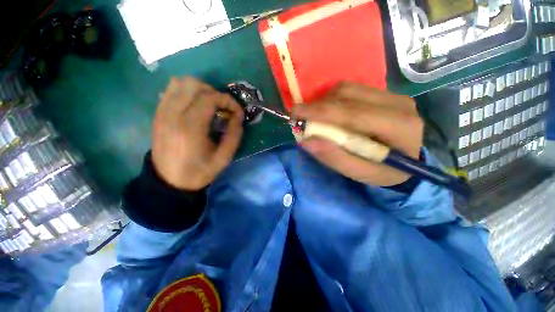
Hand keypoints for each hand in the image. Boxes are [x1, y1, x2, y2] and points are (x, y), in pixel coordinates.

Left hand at [152, 77, 243, 190]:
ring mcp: (162, 112)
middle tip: (222, 108)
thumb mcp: (223, 158)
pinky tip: (194, 105)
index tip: (236, 111)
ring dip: (199, 90)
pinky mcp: (158, 114)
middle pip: (194, 84)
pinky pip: (170, 90)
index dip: (228, 101)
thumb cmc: (199, 171)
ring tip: (208, 104)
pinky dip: (186, 92)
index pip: (210, 98)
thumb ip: (234, 135)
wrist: (169, 181)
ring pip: (180, 82)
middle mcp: (173, 114)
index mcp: (191, 128)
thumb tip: (238, 116)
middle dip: (214, 92)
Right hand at [295, 82, 422, 185]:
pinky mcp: (383, 93)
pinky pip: (351, 89)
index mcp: (399, 127)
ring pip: (347, 88)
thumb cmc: (385, 172)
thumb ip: (335, 158)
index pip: (351, 113)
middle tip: (301, 118)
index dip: (319, 112)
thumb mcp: (360, 173)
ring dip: (324, 102)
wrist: (407, 161)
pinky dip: (332, 100)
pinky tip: (329, 114)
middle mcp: (398, 103)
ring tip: (315, 118)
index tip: (295, 114)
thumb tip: (307, 141)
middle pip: (347, 94)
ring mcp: (391, 94)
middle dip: (318, 106)